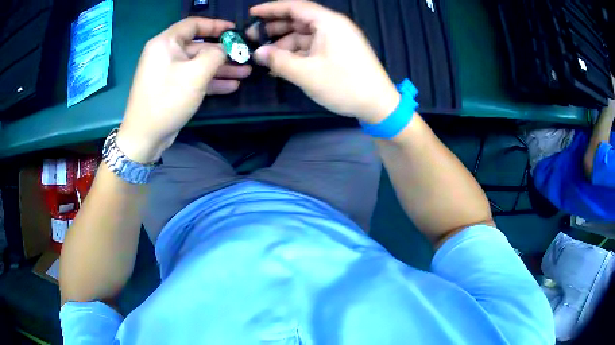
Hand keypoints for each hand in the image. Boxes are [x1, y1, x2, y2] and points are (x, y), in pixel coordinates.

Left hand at [117, 17, 251, 162]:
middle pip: (199, 46)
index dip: (216, 25)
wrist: (145, 137)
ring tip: (245, 73)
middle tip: (245, 57)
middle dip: (223, 52)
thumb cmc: (167, 99)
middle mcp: (166, 54)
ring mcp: (168, 72)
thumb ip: (215, 55)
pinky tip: (232, 86)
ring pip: (198, 64)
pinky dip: (211, 81)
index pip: (193, 24)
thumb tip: (226, 49)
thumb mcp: (195, 74)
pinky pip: (193, 78)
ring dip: (221, 68)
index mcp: (165, 43)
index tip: (235, 30)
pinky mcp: (172, 87)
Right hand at [249, 0, 399, 123]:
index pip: (295, 7)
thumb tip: (257, 53)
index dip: (271, 9)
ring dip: (283, 44)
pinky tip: (280, 64)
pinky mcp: (338, 52)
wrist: (378, 105)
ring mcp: (336, 40)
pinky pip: (312, 47)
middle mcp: (333, 26)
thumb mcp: (307, 73)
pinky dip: (296, 53)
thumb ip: (279, 60)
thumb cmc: (345, 85)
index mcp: (328, 22)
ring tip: (263, 56)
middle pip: (298, 20)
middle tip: (252, 39)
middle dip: (274, 28)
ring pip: (303, 35)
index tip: (252, 13)